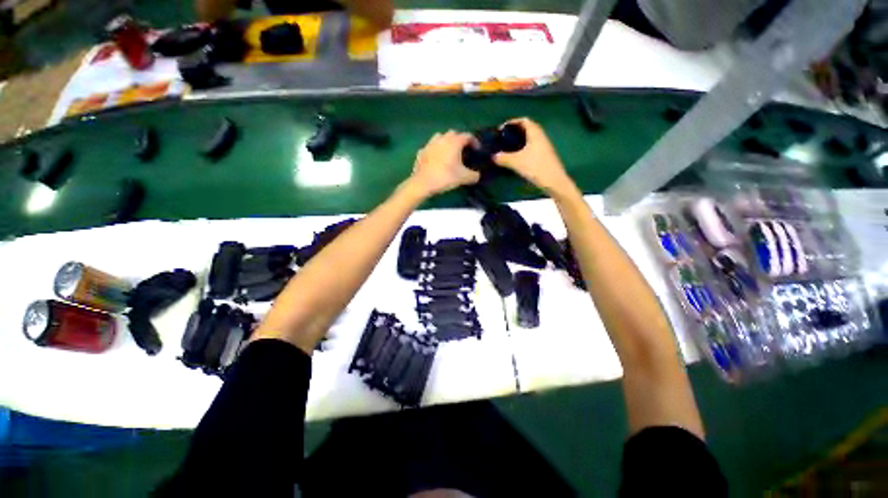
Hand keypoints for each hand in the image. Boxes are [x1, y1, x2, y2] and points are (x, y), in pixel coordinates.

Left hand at [410, 131, 480, 196]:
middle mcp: (442, 138)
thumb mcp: (464, 178)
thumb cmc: (445, 177)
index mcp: (454, 142)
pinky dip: (436, 151)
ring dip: (446, 142)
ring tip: (449, 153)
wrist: (423, 183)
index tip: (477, 150)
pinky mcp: (421, 151)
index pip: (468, 136)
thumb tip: (477, 175)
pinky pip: (431, 147)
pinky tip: (436, 160)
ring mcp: (430, 144)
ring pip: (440, 137)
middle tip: (463, 151)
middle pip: (453, 134)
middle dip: (460, 140)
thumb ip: (474, 175)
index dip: (475, 142)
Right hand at [493, 118, 574, 195]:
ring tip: (507, 149)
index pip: (524, 120)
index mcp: (535, 133)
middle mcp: (541, 137)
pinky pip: (531, 148)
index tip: (501, 129)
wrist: (553, 181)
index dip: (512, 122)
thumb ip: (503, 158)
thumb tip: (493, 156)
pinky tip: (516, 158)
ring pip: (529, 139)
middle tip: (503, 139)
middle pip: (527, 129)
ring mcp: (544, 147)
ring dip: (519, 141)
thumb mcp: (516, 162)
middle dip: (514, 132)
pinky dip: (523, 149)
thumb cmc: (535, 167)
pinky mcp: (544, 156)